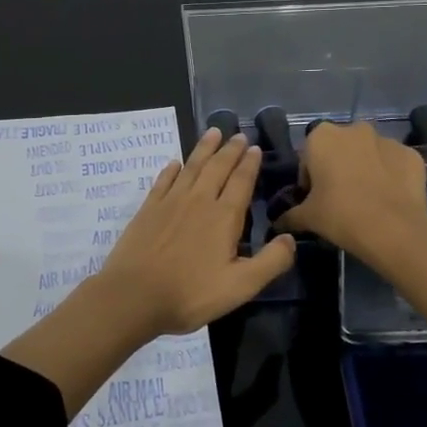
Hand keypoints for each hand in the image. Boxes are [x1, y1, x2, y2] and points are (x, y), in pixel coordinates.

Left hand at [97, 127, 295, 338]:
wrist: (134, 294)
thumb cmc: (191, 293)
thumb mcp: (240, 286)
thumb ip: (270, 262)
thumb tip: (291, 239)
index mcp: (223, 217)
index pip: (241, 181)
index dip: (249, 164)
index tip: (255, 147)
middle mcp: (198, 200)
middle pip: (217, 167)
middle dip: (230, 150)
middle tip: (238, 135)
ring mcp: (170, 202)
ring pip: (191, 167)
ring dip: (204, 148)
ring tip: (213, 132)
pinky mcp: (148, 209)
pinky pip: (163, 180)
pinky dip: (172, 169)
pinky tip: (175, 163)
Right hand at [276, 120, 426, 266]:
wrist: (393, 229)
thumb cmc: (340, 215)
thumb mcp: (307, 218)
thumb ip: (290, 215)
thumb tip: (278, 223)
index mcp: (322, 137)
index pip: (308, 157)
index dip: (309, 179)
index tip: (314, 199)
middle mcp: (354, 129)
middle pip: (340, 150)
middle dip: (338, 168)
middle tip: (339, 199)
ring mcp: (387, 139)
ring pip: (369, 154)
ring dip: (365, 169)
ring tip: (367, 200)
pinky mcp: (411, 154)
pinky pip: (394, 164)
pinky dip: (391, 176)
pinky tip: (389, 199)